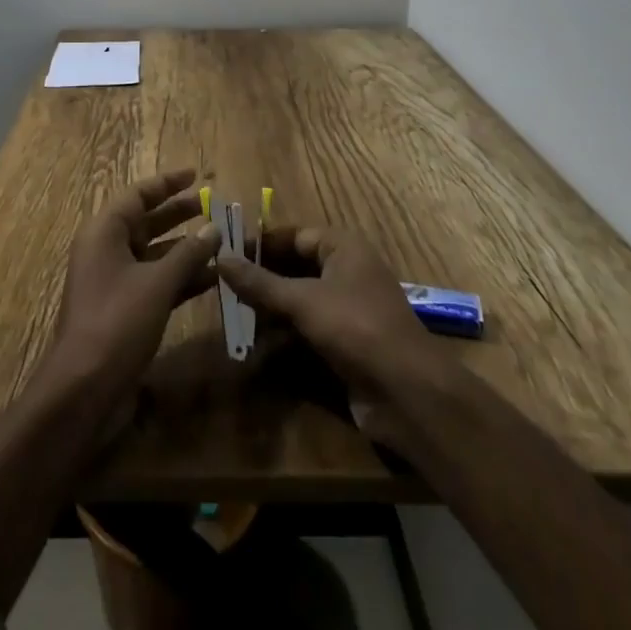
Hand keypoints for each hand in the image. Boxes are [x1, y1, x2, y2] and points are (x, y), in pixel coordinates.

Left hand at [44, 168, 221, 417]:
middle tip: (213, 205)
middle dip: (180, 214)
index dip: (167, 183)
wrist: (84, 388)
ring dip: (186, 248)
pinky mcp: (123, 308)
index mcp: (105, 232)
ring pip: (154, 253)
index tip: (195, 175)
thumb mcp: (157, 283)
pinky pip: (155, 280)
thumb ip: (188, 254)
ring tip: (221, 241)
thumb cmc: (117, 322)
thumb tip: (214, 228)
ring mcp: (114, 280)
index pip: (138, 194)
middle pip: (146, 221)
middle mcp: (106, 249)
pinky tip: (212, 278)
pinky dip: (180, 277)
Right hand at [218, 225, 455, 453]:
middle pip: (295, 268)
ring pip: (299, 302)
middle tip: (224, 287)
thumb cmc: (356, 328)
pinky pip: (307, 331)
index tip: (227, 253)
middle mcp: (346, 273)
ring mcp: (347, 310)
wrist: (408, 394)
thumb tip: (222, 257)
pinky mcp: (346, 344)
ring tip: (233, 318)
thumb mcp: (303, 301)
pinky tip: (256, 349)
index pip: (294, 235)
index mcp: (343, 248)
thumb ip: (260, 282)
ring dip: (269, 311)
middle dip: (262, 280)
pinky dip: (284, 338)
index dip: (262, 243)